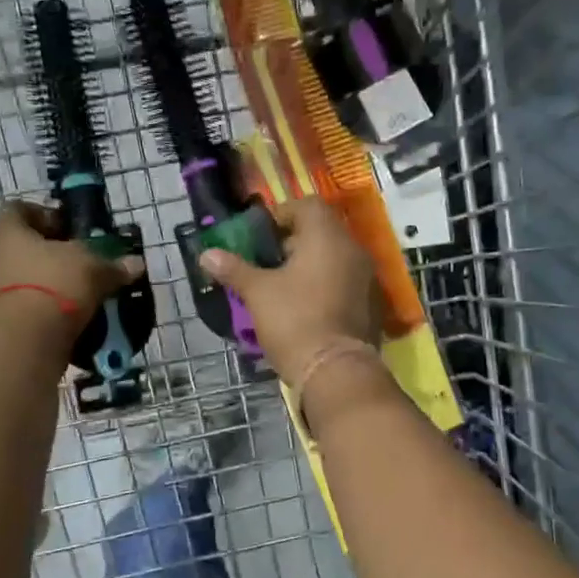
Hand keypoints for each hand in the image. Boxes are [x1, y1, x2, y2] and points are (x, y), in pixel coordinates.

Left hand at [0, 200, 144, 334]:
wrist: (26, 341)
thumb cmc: (55, 285)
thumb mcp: (93, 268)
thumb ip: (113, 265)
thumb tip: (136, 263)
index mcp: (10, 234)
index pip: (15, 210)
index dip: (40, 213)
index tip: (65, 225)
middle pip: (21, 247)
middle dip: (51, 253)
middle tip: (80, 260)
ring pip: (25, 279)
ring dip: (49, 283)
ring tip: (81, 292)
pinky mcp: (2, 322)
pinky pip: (27, 308)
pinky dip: (47, 310)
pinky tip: (71, 317)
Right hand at [199, 198, 380, 387]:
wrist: (335, 371)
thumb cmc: (294, 320)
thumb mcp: (257, 293)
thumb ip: (234, 269)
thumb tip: (206, 254)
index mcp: (327, 237)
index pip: (308, 206)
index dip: (281, 215)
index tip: (260, 236)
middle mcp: (353, 250)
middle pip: (323, 231)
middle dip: (294, 242)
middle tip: (267, 261)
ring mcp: (368, 278)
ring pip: (335, 258)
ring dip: (310, 265)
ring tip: (282, 286)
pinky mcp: (372, 305)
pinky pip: (346, 282)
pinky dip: (326, 285)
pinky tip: (305, 306)